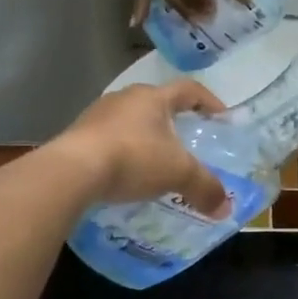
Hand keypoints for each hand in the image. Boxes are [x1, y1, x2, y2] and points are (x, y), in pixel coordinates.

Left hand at [55, 81, 231, 214]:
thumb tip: (226, 208)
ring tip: (155, 160)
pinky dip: (122, 151)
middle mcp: (125, 98)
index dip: (208, 101)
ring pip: (131, 120)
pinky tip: (125, 173)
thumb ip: (204, 187)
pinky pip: (108, 138)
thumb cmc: (133, 158)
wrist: (71, 172)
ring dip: (145, 136)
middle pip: (157, 103)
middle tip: (187, 140)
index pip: (189, 89)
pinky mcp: (77, 135)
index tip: (221, 117)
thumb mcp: (177, 173)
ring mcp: (97, 114)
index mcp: (153, 97)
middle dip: (174, 120)